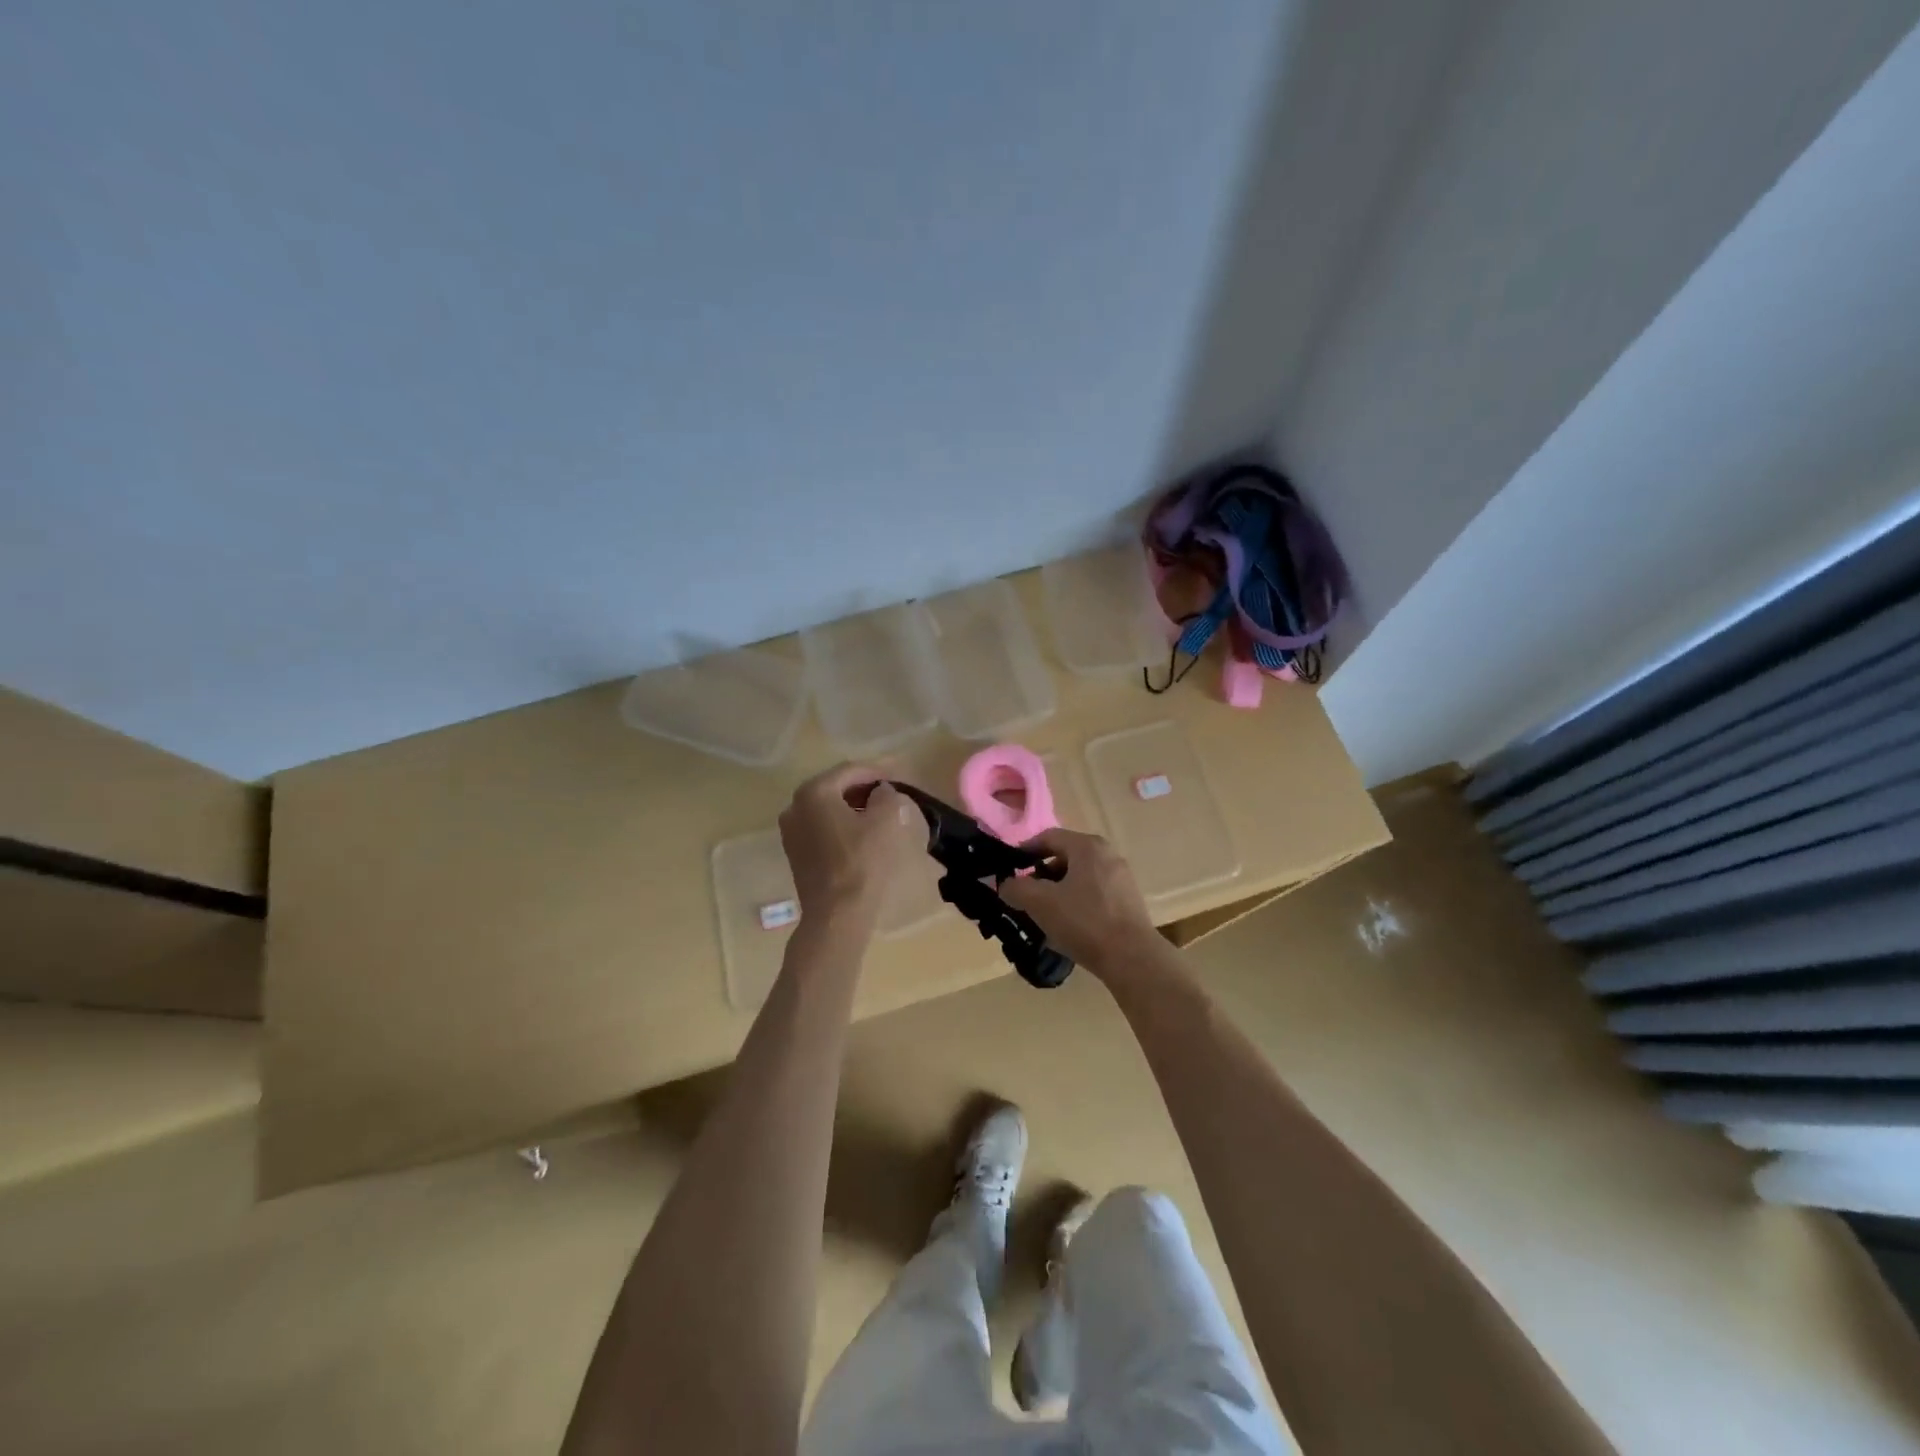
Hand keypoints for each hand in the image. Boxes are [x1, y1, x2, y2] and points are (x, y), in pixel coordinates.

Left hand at [778, 763, 924, 926]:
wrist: (836, 914)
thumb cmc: (861, 862)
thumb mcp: (885, 821)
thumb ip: (887, 796)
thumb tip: (883, 793)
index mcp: (814, 792)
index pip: (850, 770)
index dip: (877, 771)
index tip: (898, 778)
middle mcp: (795, 806)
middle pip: (835, 787)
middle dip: (863, 788)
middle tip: (889, 794)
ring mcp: (791, 831)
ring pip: (826, 808)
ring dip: (852, 806)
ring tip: (879, 814)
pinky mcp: (795, 853)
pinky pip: (820, 828)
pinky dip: (840, 825)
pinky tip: (861, 835)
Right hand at [999, 829, 1161, 974]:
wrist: (1131, 957)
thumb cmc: (1083, 921)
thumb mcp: (1040, 903)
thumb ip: (1016, 888)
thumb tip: (1006, 884)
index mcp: (1087, 846)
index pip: (1048, 837)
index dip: (1025, 850)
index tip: (1010, 870)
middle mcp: (1108, 854)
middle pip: (1065, 857)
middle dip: (1042, 875)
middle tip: (1026, 896)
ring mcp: (1122, 878)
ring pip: (1080, 877)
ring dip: (1059, 891)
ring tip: (1044, 914)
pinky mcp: (1129, 901)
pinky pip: (1095, 893)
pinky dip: (1077, 903)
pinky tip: (1068, 927)